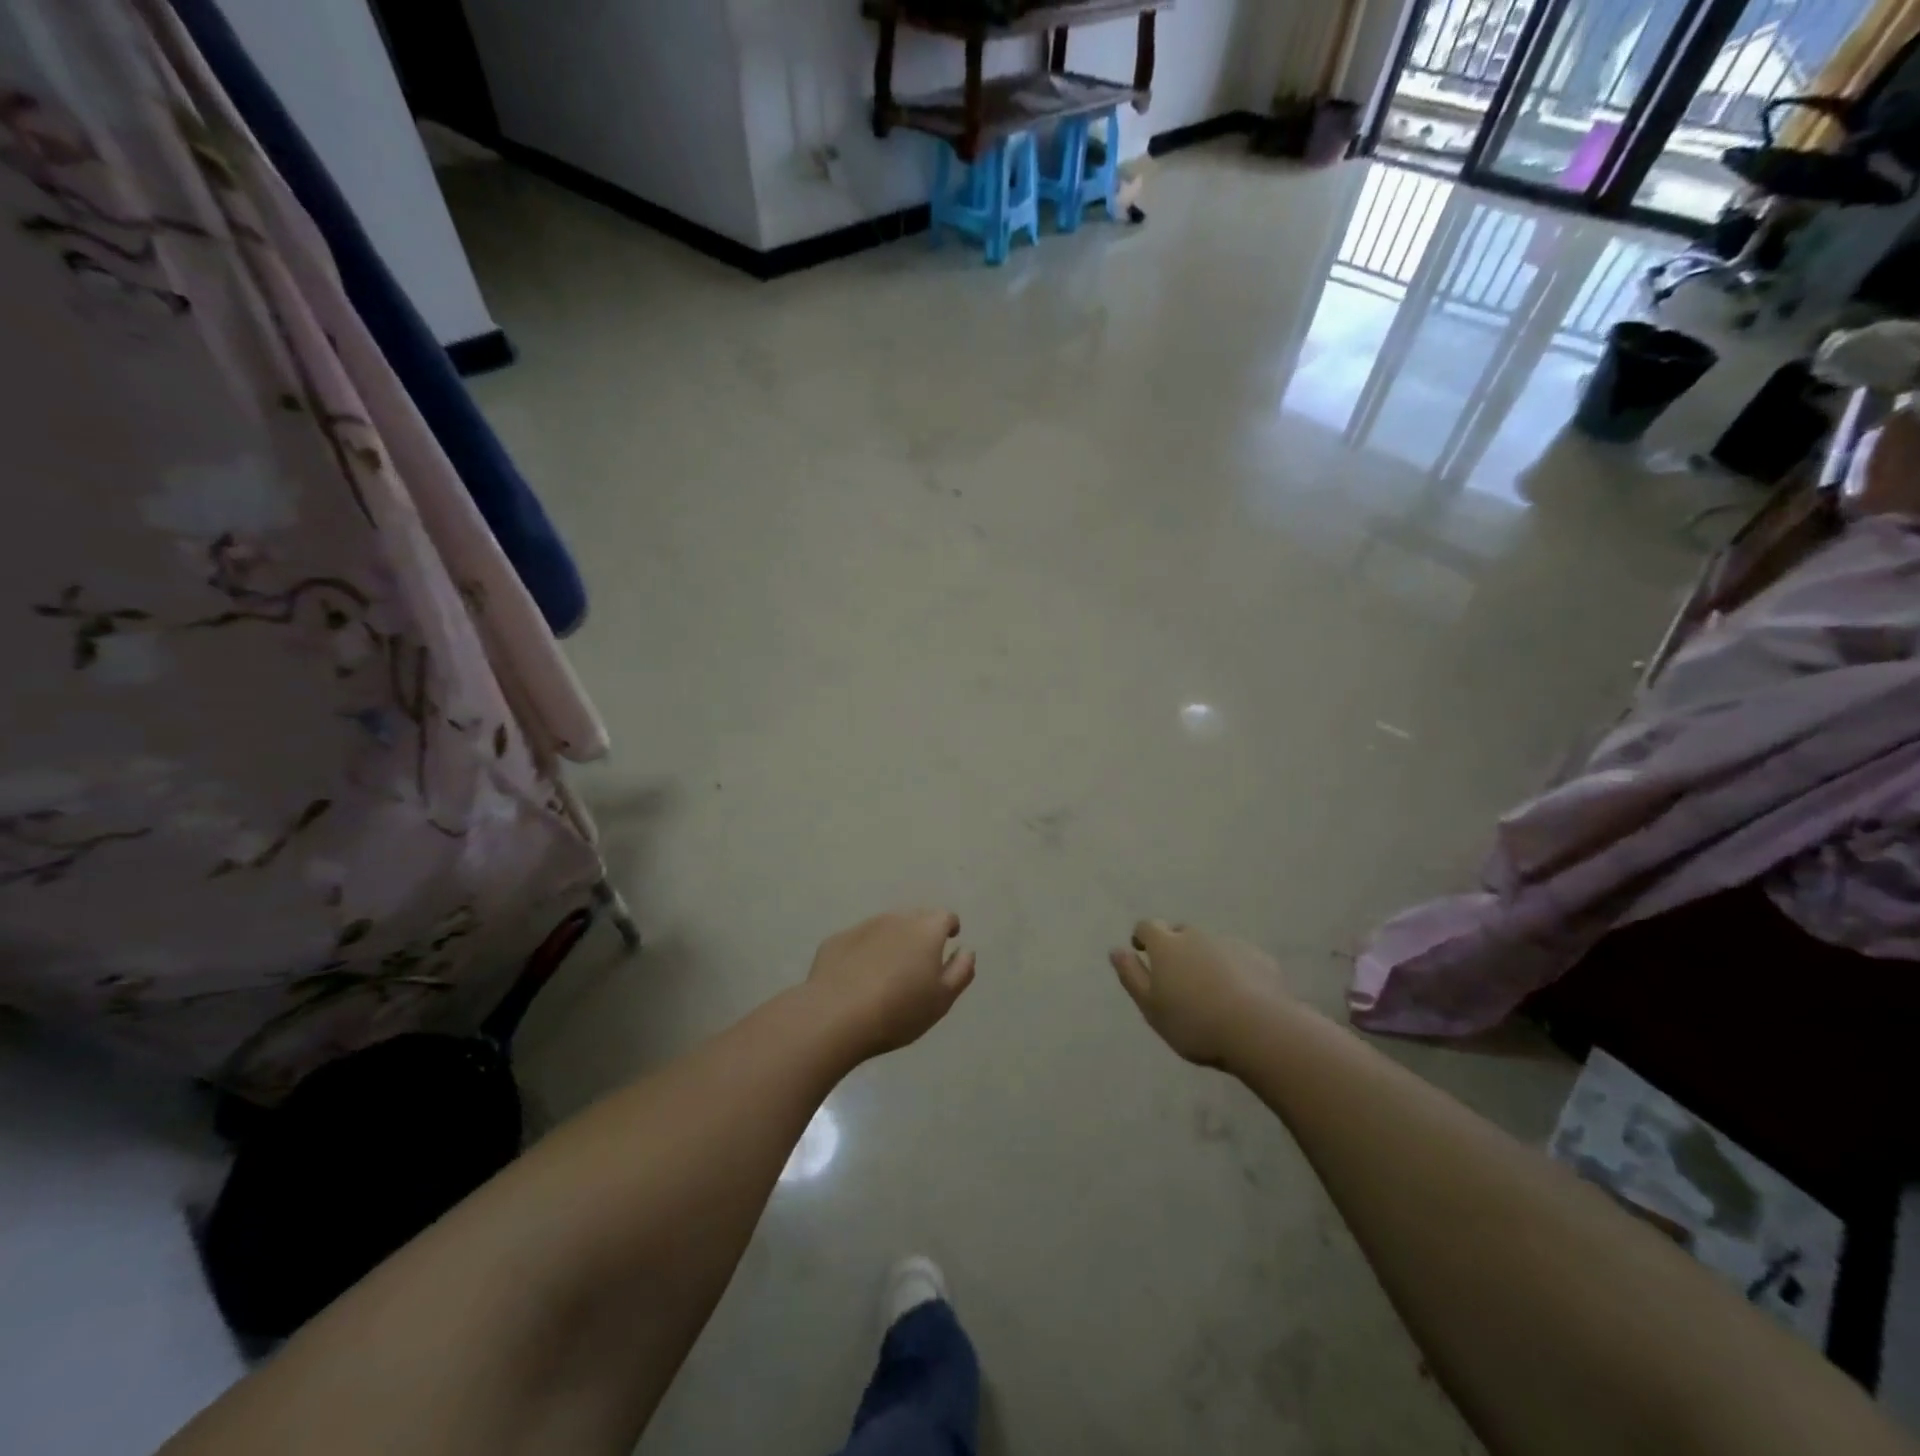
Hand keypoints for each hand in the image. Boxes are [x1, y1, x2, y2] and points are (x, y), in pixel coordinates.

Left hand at [807, 909, 974, 1058]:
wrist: (835, 1016)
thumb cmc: (899, 1010)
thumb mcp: (942, 999)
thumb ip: (960, 971)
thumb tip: (966, 950)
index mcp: (926, 930)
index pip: (945, 916)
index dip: (949, 927)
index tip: (949, 940)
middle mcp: (896, 919)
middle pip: (915, 919)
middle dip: (921, 934)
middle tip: (919, 962)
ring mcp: (863, 927)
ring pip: (885, 928)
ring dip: (892, 942)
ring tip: (888, 972)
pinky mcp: (836, 940)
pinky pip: (859, 942)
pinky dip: (864, 953)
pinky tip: (858, 978)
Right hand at [1110, 921, 1284, 1068]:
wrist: (1260, 1030)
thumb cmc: (1194, 1023)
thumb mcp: (1151, 1007)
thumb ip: (1131, 976)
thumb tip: (1116, 950)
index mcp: (1166, 945)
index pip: (1147, 926)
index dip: (1142, 937)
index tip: (1142, 952)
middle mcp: (1196, 936)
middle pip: (1180, 933)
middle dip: (1175, 947)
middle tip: (1177, 977)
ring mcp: (1230, 943)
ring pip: (1210, 945)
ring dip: (1205, 959)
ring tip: (1210, 991)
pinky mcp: (1259, 958)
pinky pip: (1238, 958)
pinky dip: (1233, 969)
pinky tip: (1239, 996)